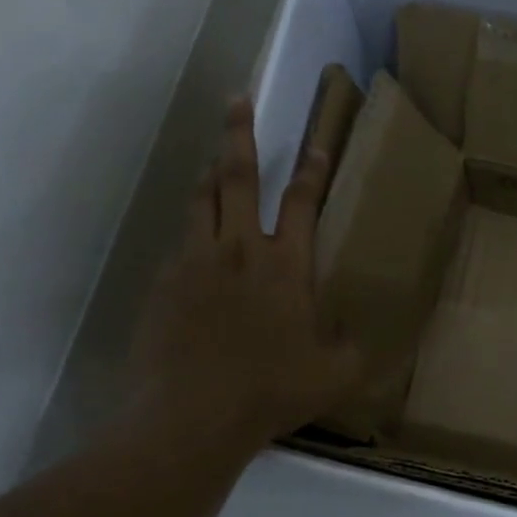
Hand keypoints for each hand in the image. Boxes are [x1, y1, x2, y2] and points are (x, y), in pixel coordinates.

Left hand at [130, 98, 361, 454]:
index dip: (312, 169)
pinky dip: (192, 230)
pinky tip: (196, 241)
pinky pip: (181, 243)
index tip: (318, 141)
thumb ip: (351, 345)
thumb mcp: (336, 374)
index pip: (301, 202)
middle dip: (239, 135)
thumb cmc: (272, 391)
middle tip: (236, 100)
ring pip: (200, 200)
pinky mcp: (163, 284)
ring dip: (209, 171)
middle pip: (237, 178)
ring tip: (213, 154)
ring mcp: (195, 263)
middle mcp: (239, 251)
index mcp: (286, 266)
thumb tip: (353, 331)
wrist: (193, 416)